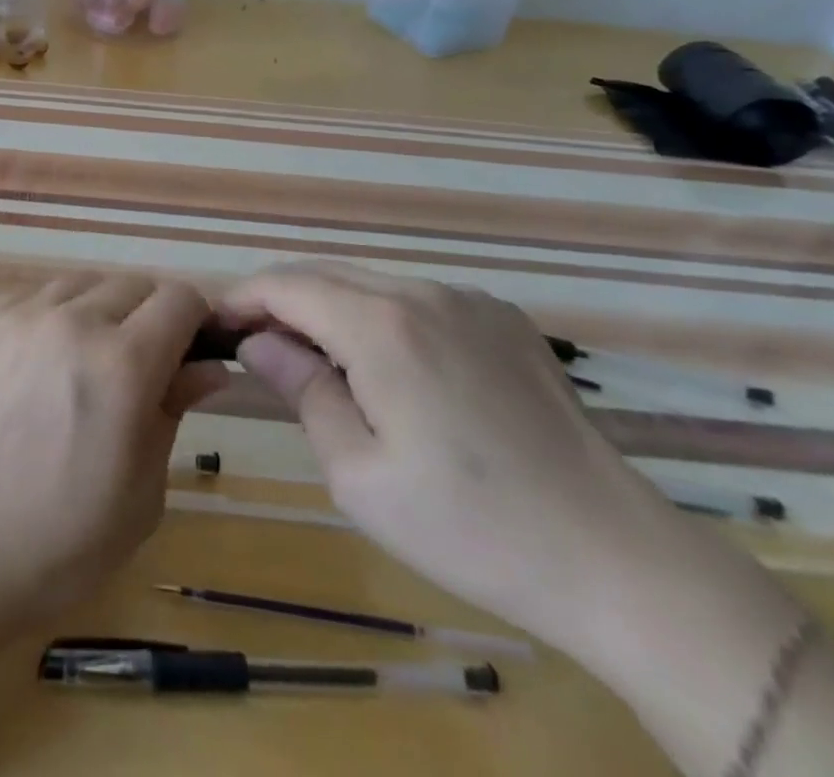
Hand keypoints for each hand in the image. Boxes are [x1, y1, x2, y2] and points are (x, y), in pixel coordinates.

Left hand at [0, 272, 227, 634]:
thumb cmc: (55, 543)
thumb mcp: (139, 495)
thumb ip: (173, 414)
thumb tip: (207, 368)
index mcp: (123, 364)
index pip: (180, 300)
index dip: (196, 323)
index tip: (190, 356)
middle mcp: (72, 321)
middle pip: (134, 284)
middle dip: (151, 316)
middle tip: (142, 369)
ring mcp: (20, 316)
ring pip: (83, 283)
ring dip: (102, 310)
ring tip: (89, 362)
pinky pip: (35, 297)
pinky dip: (55, 316)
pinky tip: (42, 363)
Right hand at [217, 260, 786, 661]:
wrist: (617, 560)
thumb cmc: (469, 527)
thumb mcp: (358, 473)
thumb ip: (301, 389)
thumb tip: (258, 341)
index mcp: (380, 325)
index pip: (285, 284)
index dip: (241, 298)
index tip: (216, 327)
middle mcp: (421, 291)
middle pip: (323, 273)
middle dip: (279, 300)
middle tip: (256, 346)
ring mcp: (468, 300)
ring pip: (369, 282)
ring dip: (328, 308)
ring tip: (316, 361)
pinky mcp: (502, 318)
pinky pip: (415, 298)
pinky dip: (378, 316)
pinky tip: (388, 368)